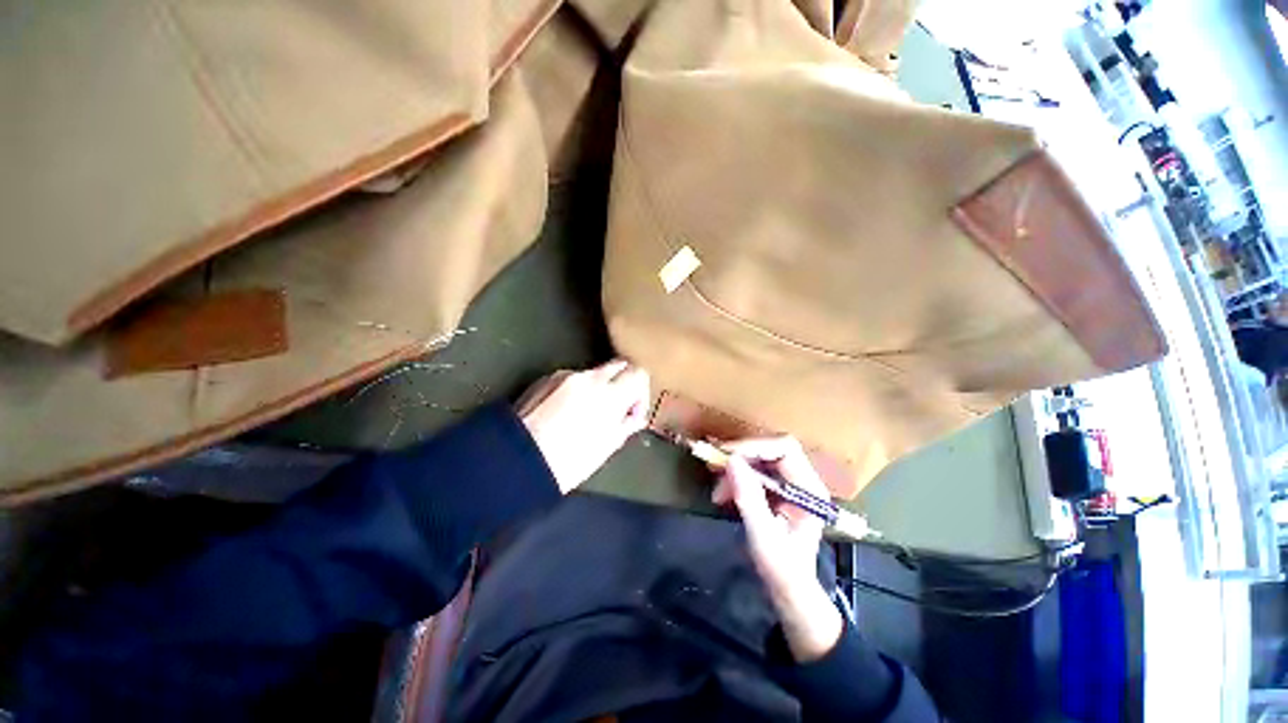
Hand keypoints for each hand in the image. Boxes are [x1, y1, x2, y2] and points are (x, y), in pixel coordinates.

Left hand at [517, 360, 650, 493]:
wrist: (513, 461)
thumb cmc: (567, 462)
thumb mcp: (605, 447)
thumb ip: (626, 425)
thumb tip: (635, 417)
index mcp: (609, 394)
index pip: (639, 373)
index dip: (641, 392)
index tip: (632, 413)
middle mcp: (589, 377)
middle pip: (620, 364)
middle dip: (624, 382)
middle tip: (617, 407)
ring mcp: (565, 375)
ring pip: (595, 372)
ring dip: (600, 387)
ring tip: (586, 413)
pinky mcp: (545, 378)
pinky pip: (572, 378)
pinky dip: (577, 389)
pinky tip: (564, 412)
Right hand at [712, 437, 843, 661]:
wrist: (790, 591)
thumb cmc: (782, 569)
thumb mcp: (763, 536)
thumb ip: (749, 498)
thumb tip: (731, 461)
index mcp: (810, 489)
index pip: (785, 449)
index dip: (754, 447)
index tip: (726, 456)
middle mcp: (803, 480)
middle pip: (771, 448)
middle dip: (741, 454)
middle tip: (714, 465)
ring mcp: (791, 483)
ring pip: (760, 458)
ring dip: (736, 467)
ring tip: (717, 489)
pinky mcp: (778, 489)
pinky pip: (755, 471)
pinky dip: (736, 477)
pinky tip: (723, 493)